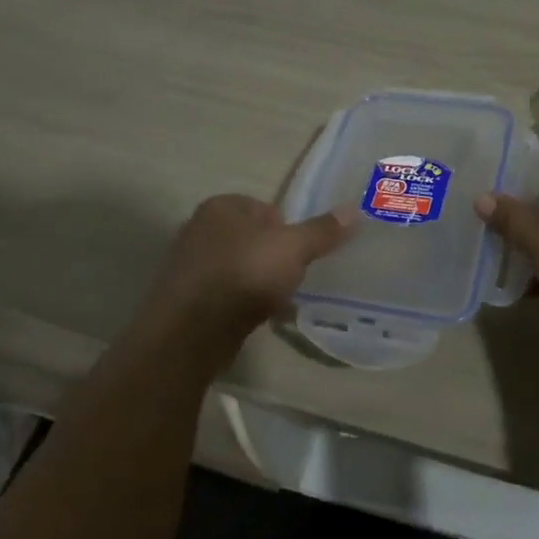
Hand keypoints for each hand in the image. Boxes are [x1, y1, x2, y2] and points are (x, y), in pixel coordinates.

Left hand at [141, 194, 353, 359]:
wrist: (191, 332)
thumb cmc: (245, 274)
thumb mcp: (293, 248)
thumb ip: (322, 230)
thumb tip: (355, 209)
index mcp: (221, 206)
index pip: (264, 207)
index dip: (287, 228)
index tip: (300, 253)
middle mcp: (198, 228)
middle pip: (250, 237)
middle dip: (271, 256)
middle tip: (291, 277)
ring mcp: (187, 265)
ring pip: (236, 266)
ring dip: (256, 281)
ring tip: (276, 301)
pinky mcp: (183, 299)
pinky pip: (222, 294)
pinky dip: (239, 302)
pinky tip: (255, 318)